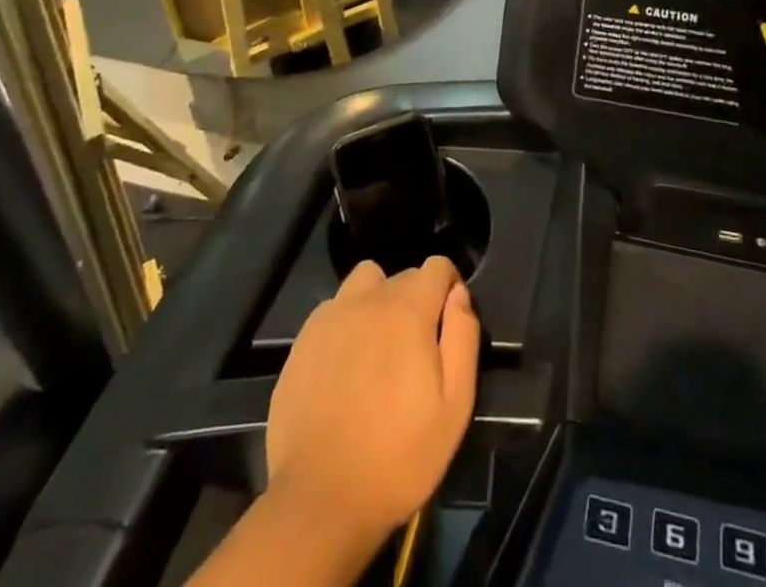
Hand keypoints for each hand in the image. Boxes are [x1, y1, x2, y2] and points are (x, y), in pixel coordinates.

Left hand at [267, 256, 479, 541]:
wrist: (320, 499)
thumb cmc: (399, 456)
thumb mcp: (455, 405)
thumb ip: (463, 337)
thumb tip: (458, 294)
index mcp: (408, 310)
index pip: (437, 266)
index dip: (449, 287)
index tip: (449, 323)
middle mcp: (368, 299)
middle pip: (402, 276)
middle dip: (417, 299)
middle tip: (416, 350)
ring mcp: (330, 316)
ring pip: (365, 282)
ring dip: (379, 300)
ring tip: (379, 347)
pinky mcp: (302, 340)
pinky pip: (334, 309)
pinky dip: (347, 323)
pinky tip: (346, 365)